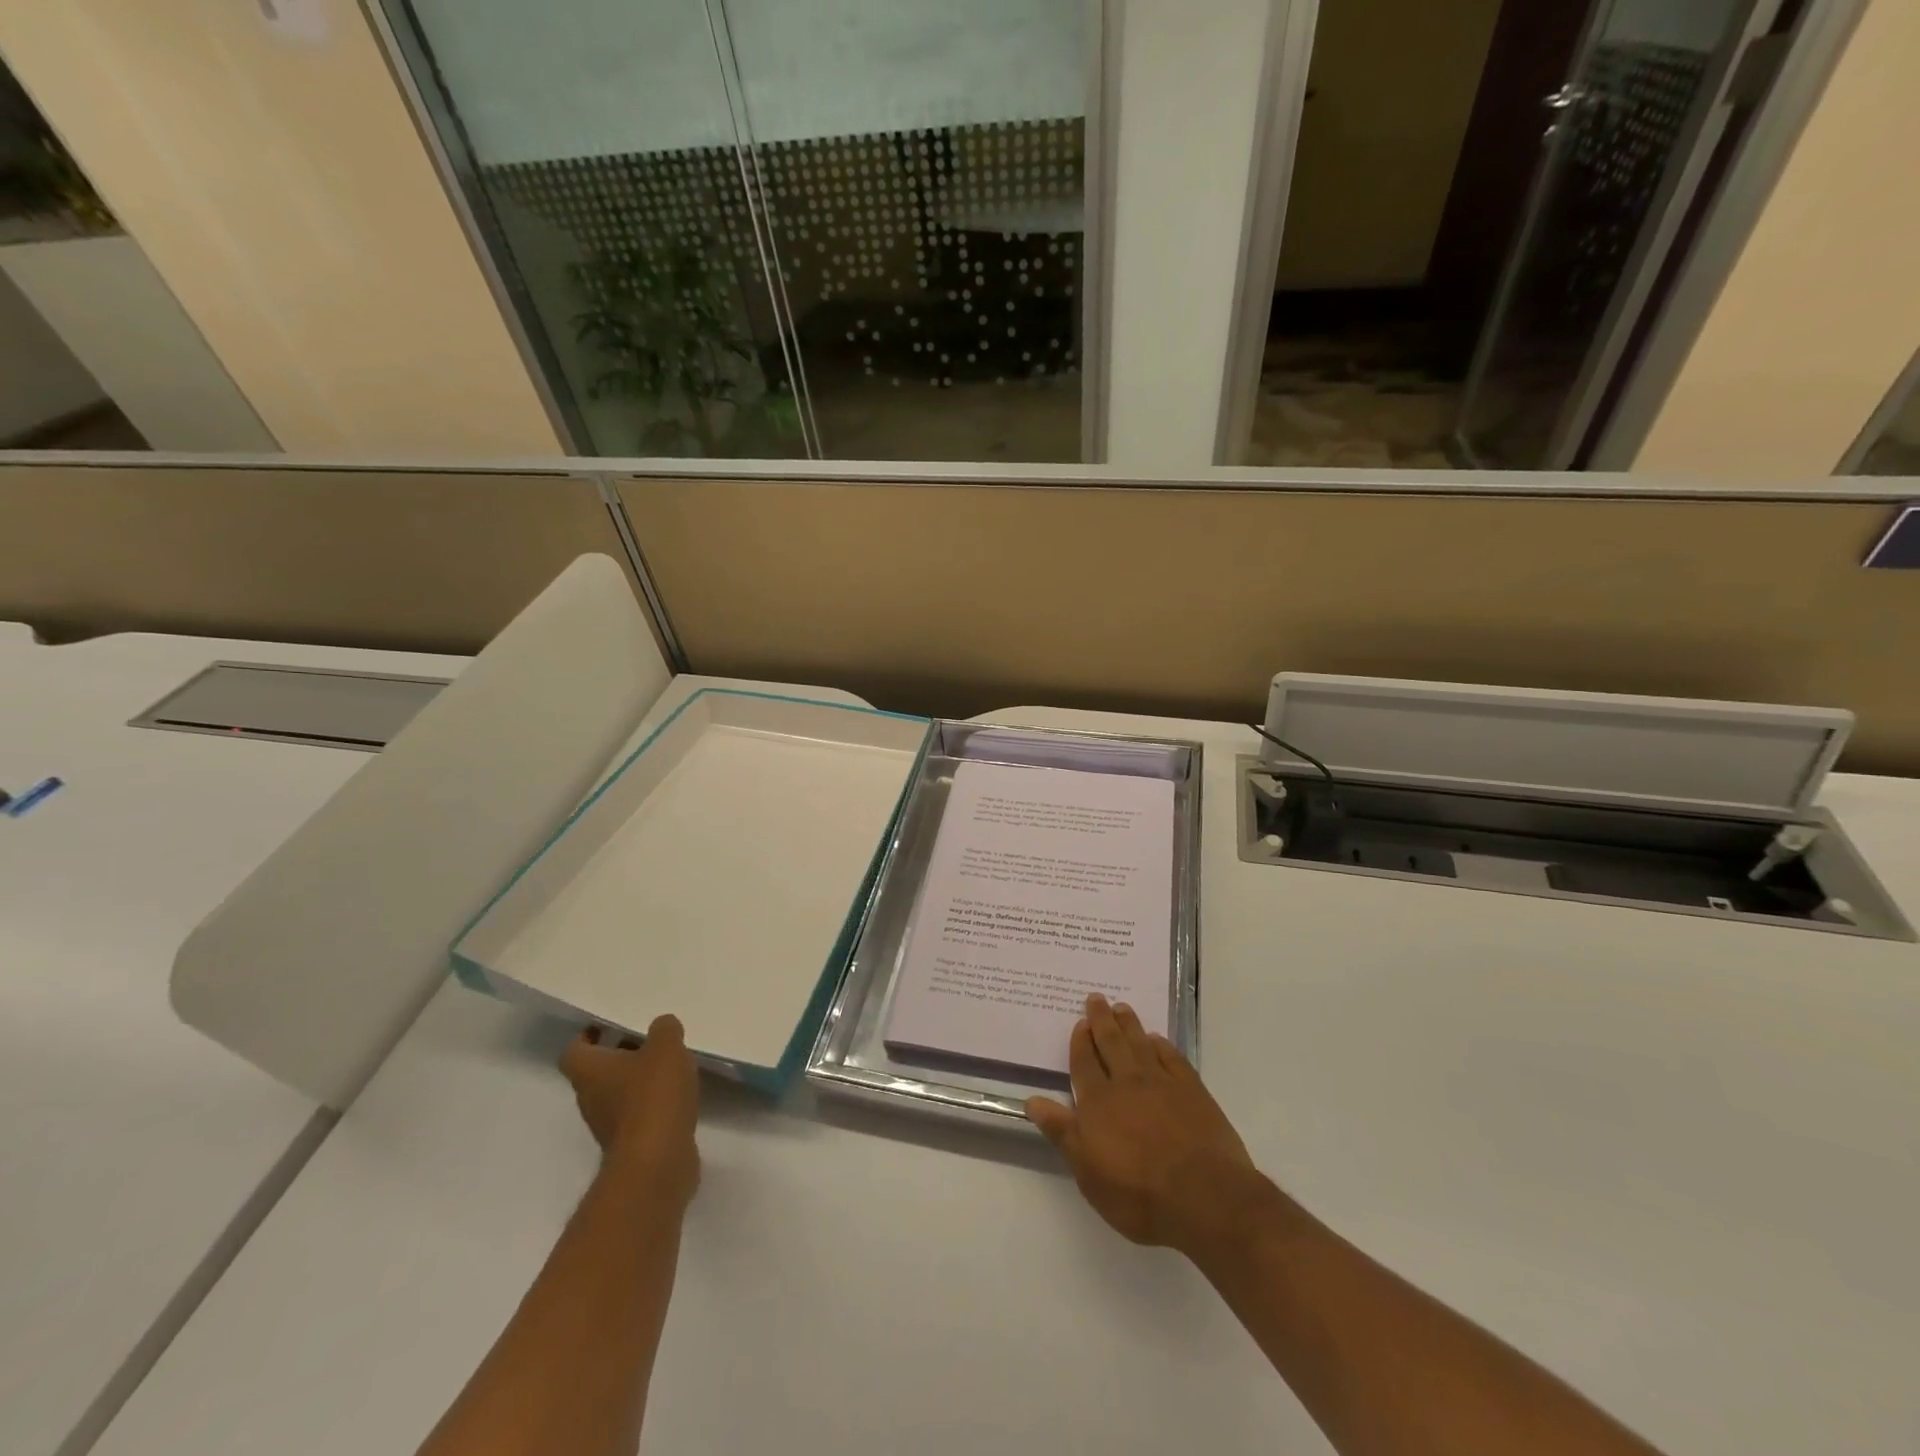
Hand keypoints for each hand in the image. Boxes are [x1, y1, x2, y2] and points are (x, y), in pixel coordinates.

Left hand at [560, 1014, 700, 1206]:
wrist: (656, 1163)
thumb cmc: (652, 1096)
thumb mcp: (666, 1047)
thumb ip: (664, 1029)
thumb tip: (661, 1027)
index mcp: (590, 1072)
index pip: (574, 1050)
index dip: (588, 1036)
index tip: (609, 1025)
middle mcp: (591, 1099)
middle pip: (597, 1072)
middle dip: (620, 1055)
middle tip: (648, 1040)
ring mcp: (609, 1126)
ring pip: (618, 1094)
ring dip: (638, 1080)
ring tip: (669, 1065)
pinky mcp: (631, 1145)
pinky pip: (638, 1115)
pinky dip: (653, 1104)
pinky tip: (677, 1095)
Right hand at [1027, 995, 1257, 1254]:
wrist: (1204, 1195)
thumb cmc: (1138, 1193)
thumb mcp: (1088, 1172)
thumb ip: (1062, 1132)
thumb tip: (1031, 1100)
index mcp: (1098, 1102)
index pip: (1085, 1063)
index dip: (1081, 1042)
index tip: (1079, 1022)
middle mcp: (1127, 1082)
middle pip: (1111, 1043)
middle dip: (1102, 1020)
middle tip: (1097, 998)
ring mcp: (1162, 1083)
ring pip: (1140, 1044)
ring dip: (1129, 1024)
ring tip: (1122, 1007)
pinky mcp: (1192, 1090)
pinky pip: (1172, 1057)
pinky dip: (1162, 1045)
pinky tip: (1157, 1039)